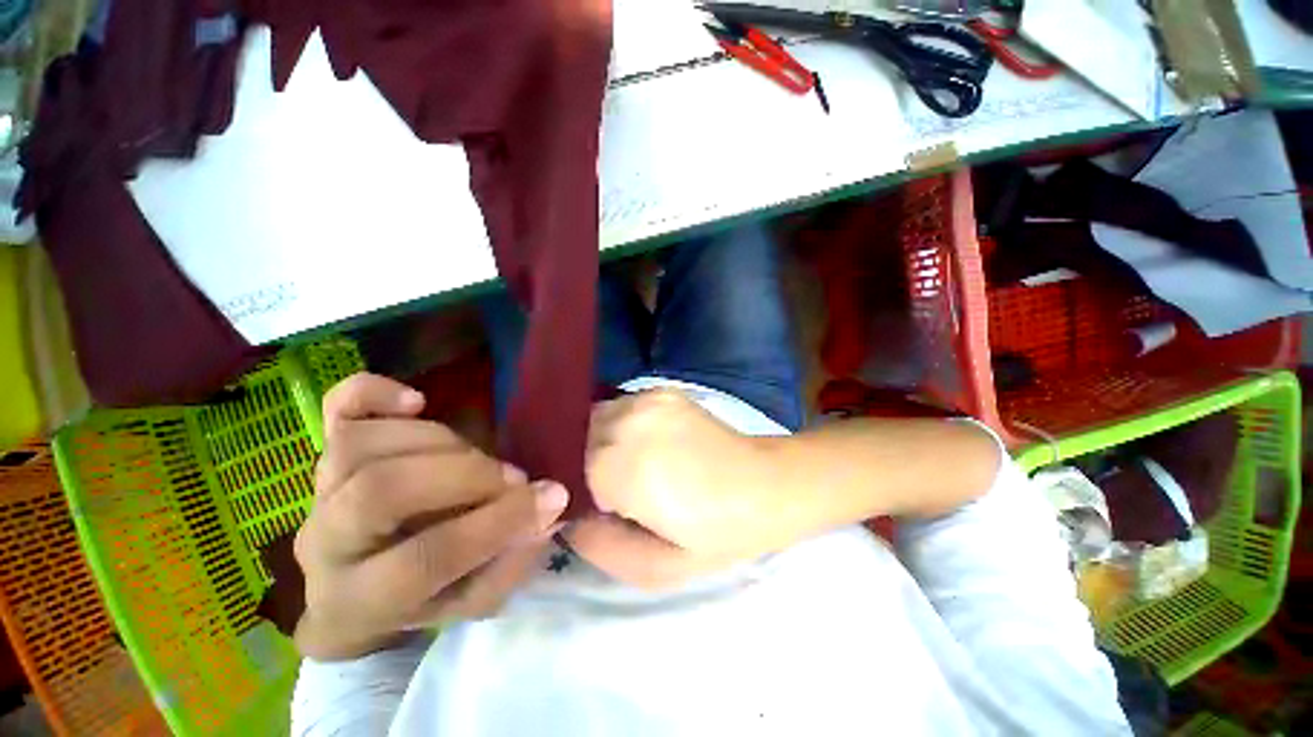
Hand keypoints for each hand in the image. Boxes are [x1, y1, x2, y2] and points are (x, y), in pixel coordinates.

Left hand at [294, 373, 568, 660]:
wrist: (356, 593)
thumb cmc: (423, 600)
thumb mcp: (473, 599)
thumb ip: (512, 560)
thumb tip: (548, 509)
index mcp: (360, 601)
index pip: (422, 560)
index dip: (495, 524)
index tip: (551, 498)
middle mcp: (326, 545)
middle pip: (380, 490)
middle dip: (464, 475)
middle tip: (512, 477)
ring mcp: (320, 492)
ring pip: (361, 444)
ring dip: (438, 441)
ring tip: (477, 455)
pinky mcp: (328, 453)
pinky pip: (335, 409)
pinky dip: (373, 393)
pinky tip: (416, 401)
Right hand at [568, 389, 791, 588]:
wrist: (767, 485)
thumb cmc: (717, 534)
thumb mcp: (653, 568)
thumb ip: (596, 545)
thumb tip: (569, 517)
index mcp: (619, 468)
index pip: (565, 471)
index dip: (577, 491)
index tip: (596, 506)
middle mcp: (626, 423)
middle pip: (578, 437)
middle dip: (584, 462)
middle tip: (612, 488)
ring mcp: (646, 400)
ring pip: (598, 417)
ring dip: (603, 441)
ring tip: (631, 465)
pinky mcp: (663, 391)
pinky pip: (623, 407)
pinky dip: (624, 425)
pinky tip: (648, 444)